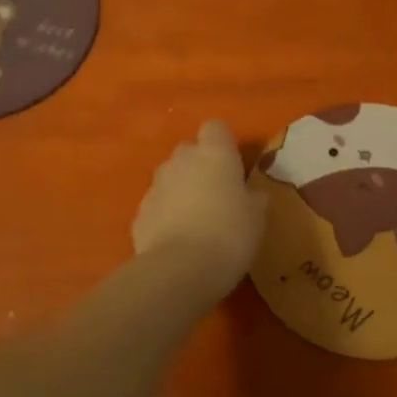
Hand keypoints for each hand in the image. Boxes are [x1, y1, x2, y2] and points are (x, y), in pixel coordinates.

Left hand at [133, 119, 268, 296]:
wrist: (179, 270)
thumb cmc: (229, 235)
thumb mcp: (257, 218)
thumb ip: (253, 199)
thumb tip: (251, 194)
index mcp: (215, 154)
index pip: (215, 127)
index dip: (223, 143)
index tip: (233, 165)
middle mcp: (182, 160)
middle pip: (189, 149)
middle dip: (199, 165)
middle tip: (216, 193)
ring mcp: (156, 185)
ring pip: (170, 176)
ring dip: (181, 188)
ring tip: (195, 218)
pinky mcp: (139, 212)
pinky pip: (157, 204)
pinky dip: (165, 213)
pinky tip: (177, 237)